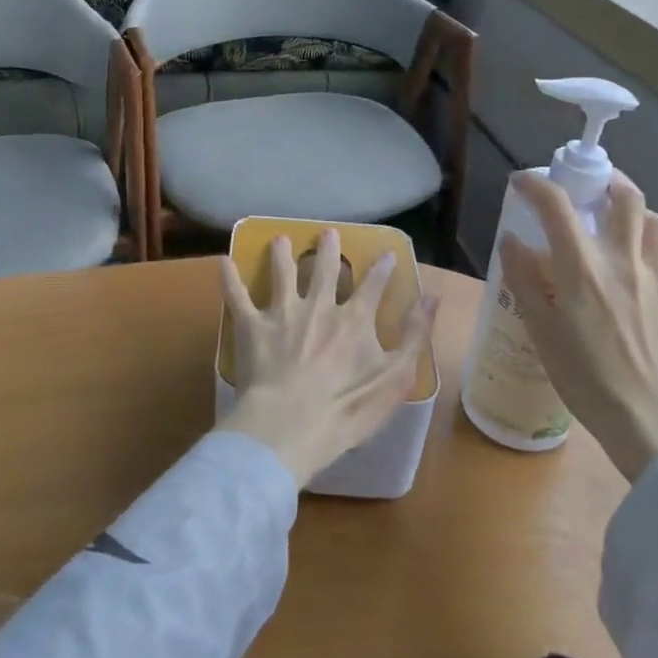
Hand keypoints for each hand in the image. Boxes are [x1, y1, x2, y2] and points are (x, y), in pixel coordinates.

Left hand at [217, 230, 439, 487]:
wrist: (291, 425)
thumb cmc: (347, 408)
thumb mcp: (395, 377)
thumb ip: (415, 334)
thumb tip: (433, 296)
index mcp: (354, 319)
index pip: (372, 286)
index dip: (381, 269)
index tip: (386, 253)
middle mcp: (319, 306)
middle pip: (323, 270)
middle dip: (327, 250)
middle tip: (327, 232)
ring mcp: (283, 313)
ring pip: (282, 274)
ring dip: (282, 255)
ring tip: (280, 239)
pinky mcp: (252, 326)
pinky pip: (238, 296)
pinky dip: (230, 278)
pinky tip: (223, 261)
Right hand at [497, 171, 657, 481]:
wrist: (655, 425)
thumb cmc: (588, 381)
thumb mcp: (541, 332)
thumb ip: (525, 281)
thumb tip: (511, 241)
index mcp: (584, 269)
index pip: (558, 205)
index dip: (535, 184)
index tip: (520, 182)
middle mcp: (624, 262)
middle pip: (625, 197)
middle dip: (602, 178)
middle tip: (581, 185)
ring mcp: (656, 280)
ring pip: (654, 221)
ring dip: (632, 208)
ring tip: (611, 219)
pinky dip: (643, 243)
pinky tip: (625, 271)